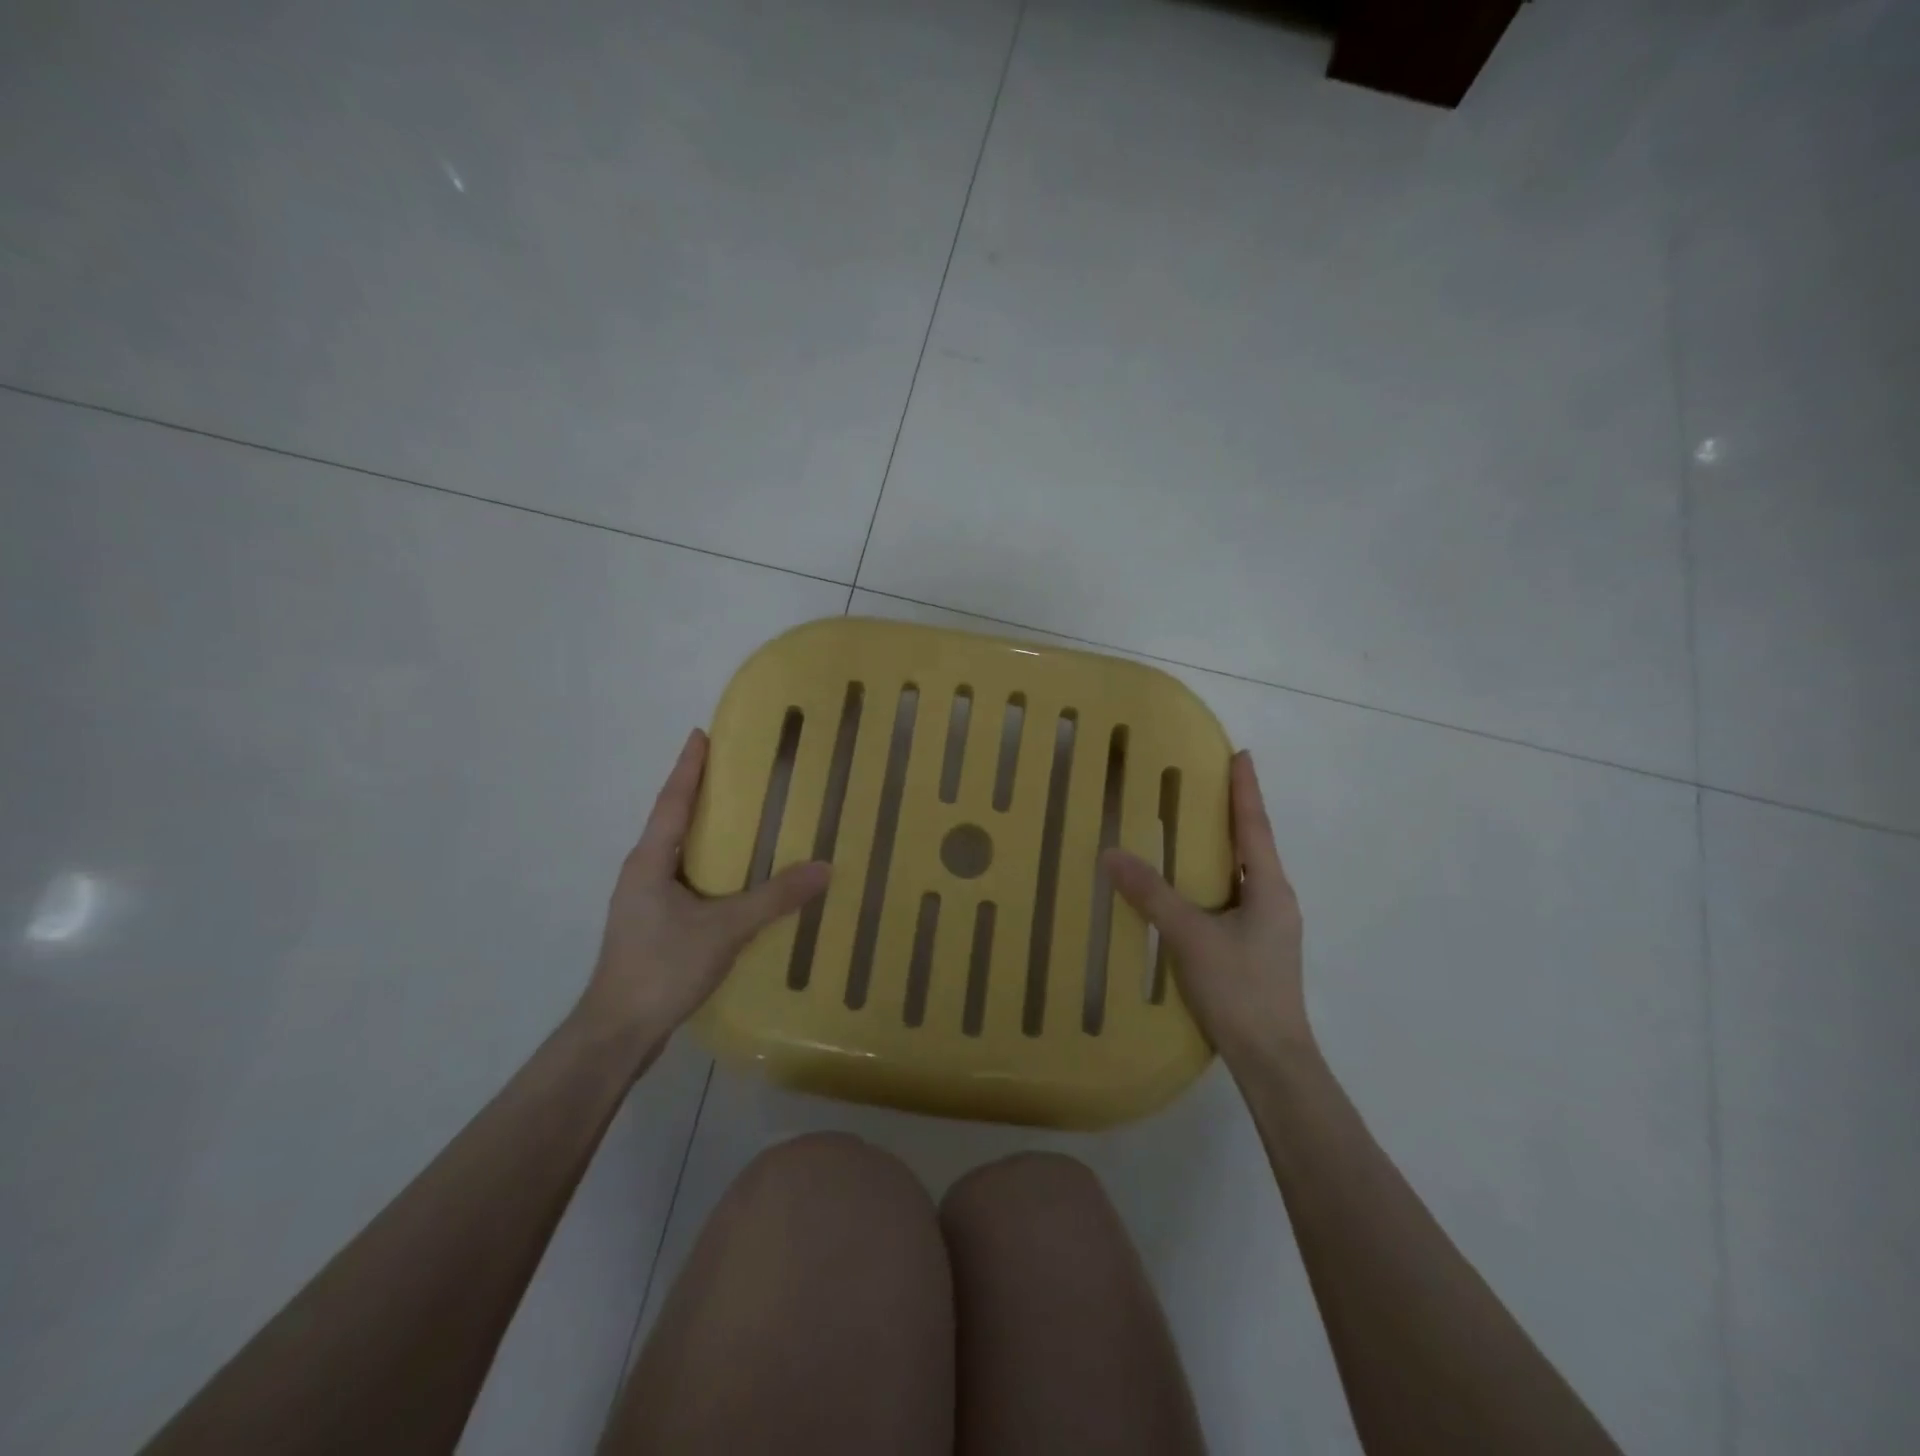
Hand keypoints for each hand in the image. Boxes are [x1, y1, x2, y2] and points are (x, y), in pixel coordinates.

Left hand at [578, 729, 829, 1045]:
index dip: (688, 767)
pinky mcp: (653, 926)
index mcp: (650, 861)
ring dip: (705, 832)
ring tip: (743, 817)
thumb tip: (824, 868)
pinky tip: (735, 878)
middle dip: (700, 793)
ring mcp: (644, 901)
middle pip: (673, 821)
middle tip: (736, 771)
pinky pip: (685, 880)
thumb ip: (775, 897)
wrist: (618, 1033)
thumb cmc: (663, 967)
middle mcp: (643, 872)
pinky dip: (709, 866)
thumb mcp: (726, 929)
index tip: (701, 734)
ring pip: (679, 853)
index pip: (672, 801)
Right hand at [1103, 750, 1308, 1067]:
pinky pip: (1233, 898)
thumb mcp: (1190, 937)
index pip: (1255, 826)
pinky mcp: (1256, 948)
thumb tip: (1112, 854)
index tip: (1241, 755)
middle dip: (1233, 813)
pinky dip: (1214, 879)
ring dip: (1223, 847)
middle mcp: (1275, 900)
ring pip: (1243, 874)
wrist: (1272, 1059)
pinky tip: (1192, 887)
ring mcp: (1268, 926)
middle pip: (1252, 845)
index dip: (1246, 789)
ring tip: (1195, 827)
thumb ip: (1152, 894)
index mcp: (1270, 889)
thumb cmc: (1240, 989)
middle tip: (1207, 783)